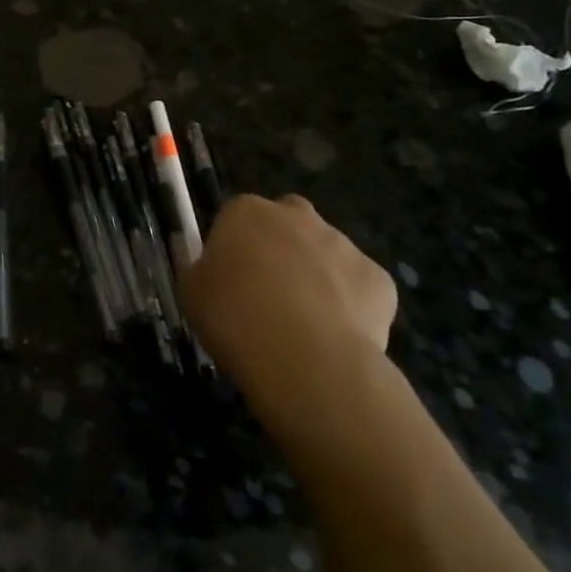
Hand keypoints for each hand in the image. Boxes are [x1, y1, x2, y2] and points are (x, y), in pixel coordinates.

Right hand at [182, 195, 396, 445]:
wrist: (306, 359)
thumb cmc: (234, 318)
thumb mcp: (191, 293)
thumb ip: (199, 269)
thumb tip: (207, 264)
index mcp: (247, 212)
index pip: (236, 216)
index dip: (233, 246)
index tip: (229, 278)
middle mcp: (298, 216)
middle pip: (287, 222)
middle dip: (281, 247)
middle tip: (268, 291)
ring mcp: (344, 245)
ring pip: (326, 253)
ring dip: (316, 275)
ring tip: (303, 324)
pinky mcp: (379, 279)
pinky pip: (360, 287)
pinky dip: (350, 305)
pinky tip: (336, 336)